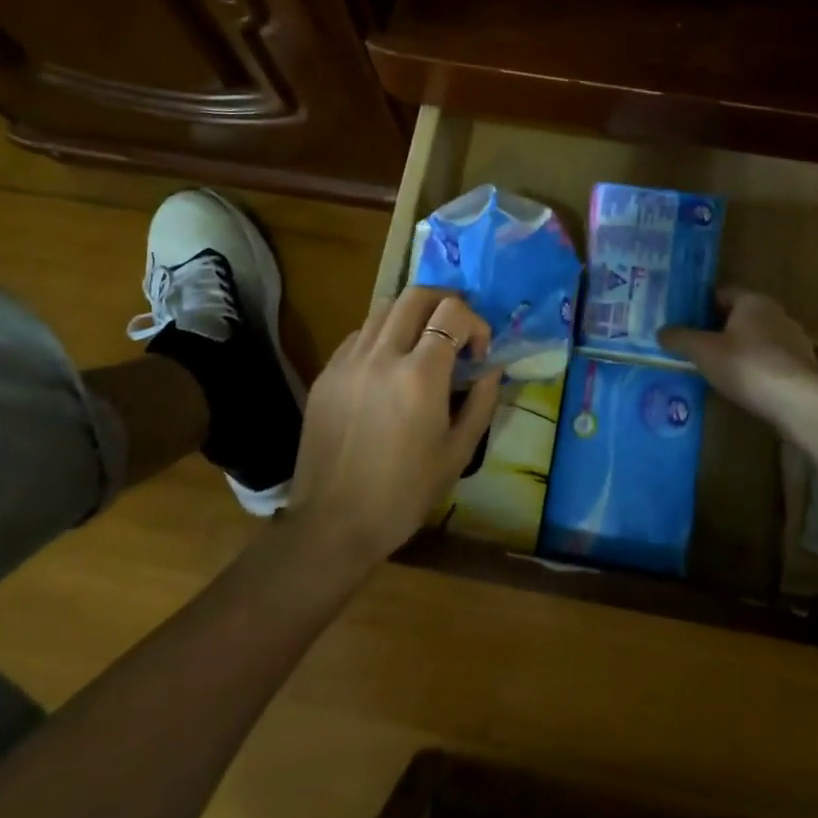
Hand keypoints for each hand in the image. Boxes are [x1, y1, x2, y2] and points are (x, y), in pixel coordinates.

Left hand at [285, 286, 502, 568]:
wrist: (333, 523)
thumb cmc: (404, 493)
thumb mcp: (458, 452)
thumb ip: (482, 402)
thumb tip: (491, 368)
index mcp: (419, 376)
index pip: (452, 313)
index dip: (475, 323)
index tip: (478, 353)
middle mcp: (381, 356)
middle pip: (415, 295)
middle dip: (445, 302)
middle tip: (456, 330)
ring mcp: (348, 361)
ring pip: (383, 309)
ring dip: (412, 315)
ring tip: (423, 344)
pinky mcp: (326, 373)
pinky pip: (358, 335)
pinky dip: (382, 335)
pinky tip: (389, 366)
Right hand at [660, 288, 817, 434]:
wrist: (799, 403)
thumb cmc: (747, 365)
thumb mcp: (703, 351)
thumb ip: (680, 338)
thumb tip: (661, 331)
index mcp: (753, 301)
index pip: (722, 293)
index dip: (700, 305)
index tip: (682, 320)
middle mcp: (776, 314)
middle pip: (739, 316)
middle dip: (717, 329)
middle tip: (693, 345)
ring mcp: (794, 341)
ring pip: (756, 339)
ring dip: (737, 350)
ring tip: (714, 368)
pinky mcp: (802, 368)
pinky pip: (770, 361)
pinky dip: (754, 368)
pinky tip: (741, 385)